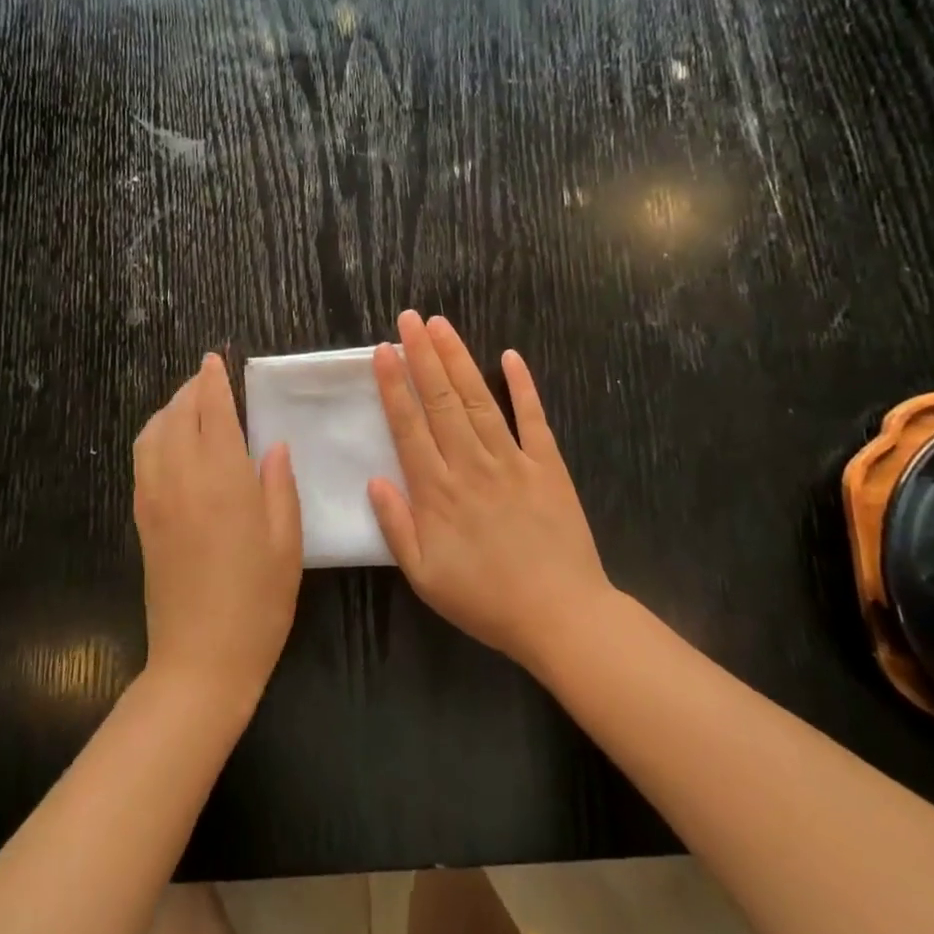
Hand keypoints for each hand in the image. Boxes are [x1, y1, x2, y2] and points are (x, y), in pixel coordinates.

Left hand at [133, 354, 302, 701]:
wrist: (201, 659)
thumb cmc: (258, 601)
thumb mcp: (287, 542)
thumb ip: (279, 485)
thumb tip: (274, 445)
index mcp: (223, 478)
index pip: (213, 412)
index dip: (213, 382)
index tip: (214, 360)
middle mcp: (182, 478)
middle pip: (178, 416)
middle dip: (191, 390)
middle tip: (207, 378)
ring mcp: (155, 499)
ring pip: (152, 435)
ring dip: (168, 410)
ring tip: (188, 405)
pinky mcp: (142, 520)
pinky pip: (142, 461)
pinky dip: (153, 437)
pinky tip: (169, 443)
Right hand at [368, 312, 613, 671]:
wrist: (559, 615)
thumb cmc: (484, 599)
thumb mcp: (424, 576)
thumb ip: (396, 526)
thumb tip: (373, 480)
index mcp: (437, 491)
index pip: (409, 427)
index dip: (394, 386)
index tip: (383, 351)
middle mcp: (470, 465)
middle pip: (442, 401)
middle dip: (423, 356)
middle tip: (410, 318)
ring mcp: (512, 461)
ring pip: (480, 400)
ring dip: (459, 360)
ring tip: (442, 326)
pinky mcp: (548, 466)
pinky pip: (533, 419)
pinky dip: (524, 386)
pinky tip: (511, 356)